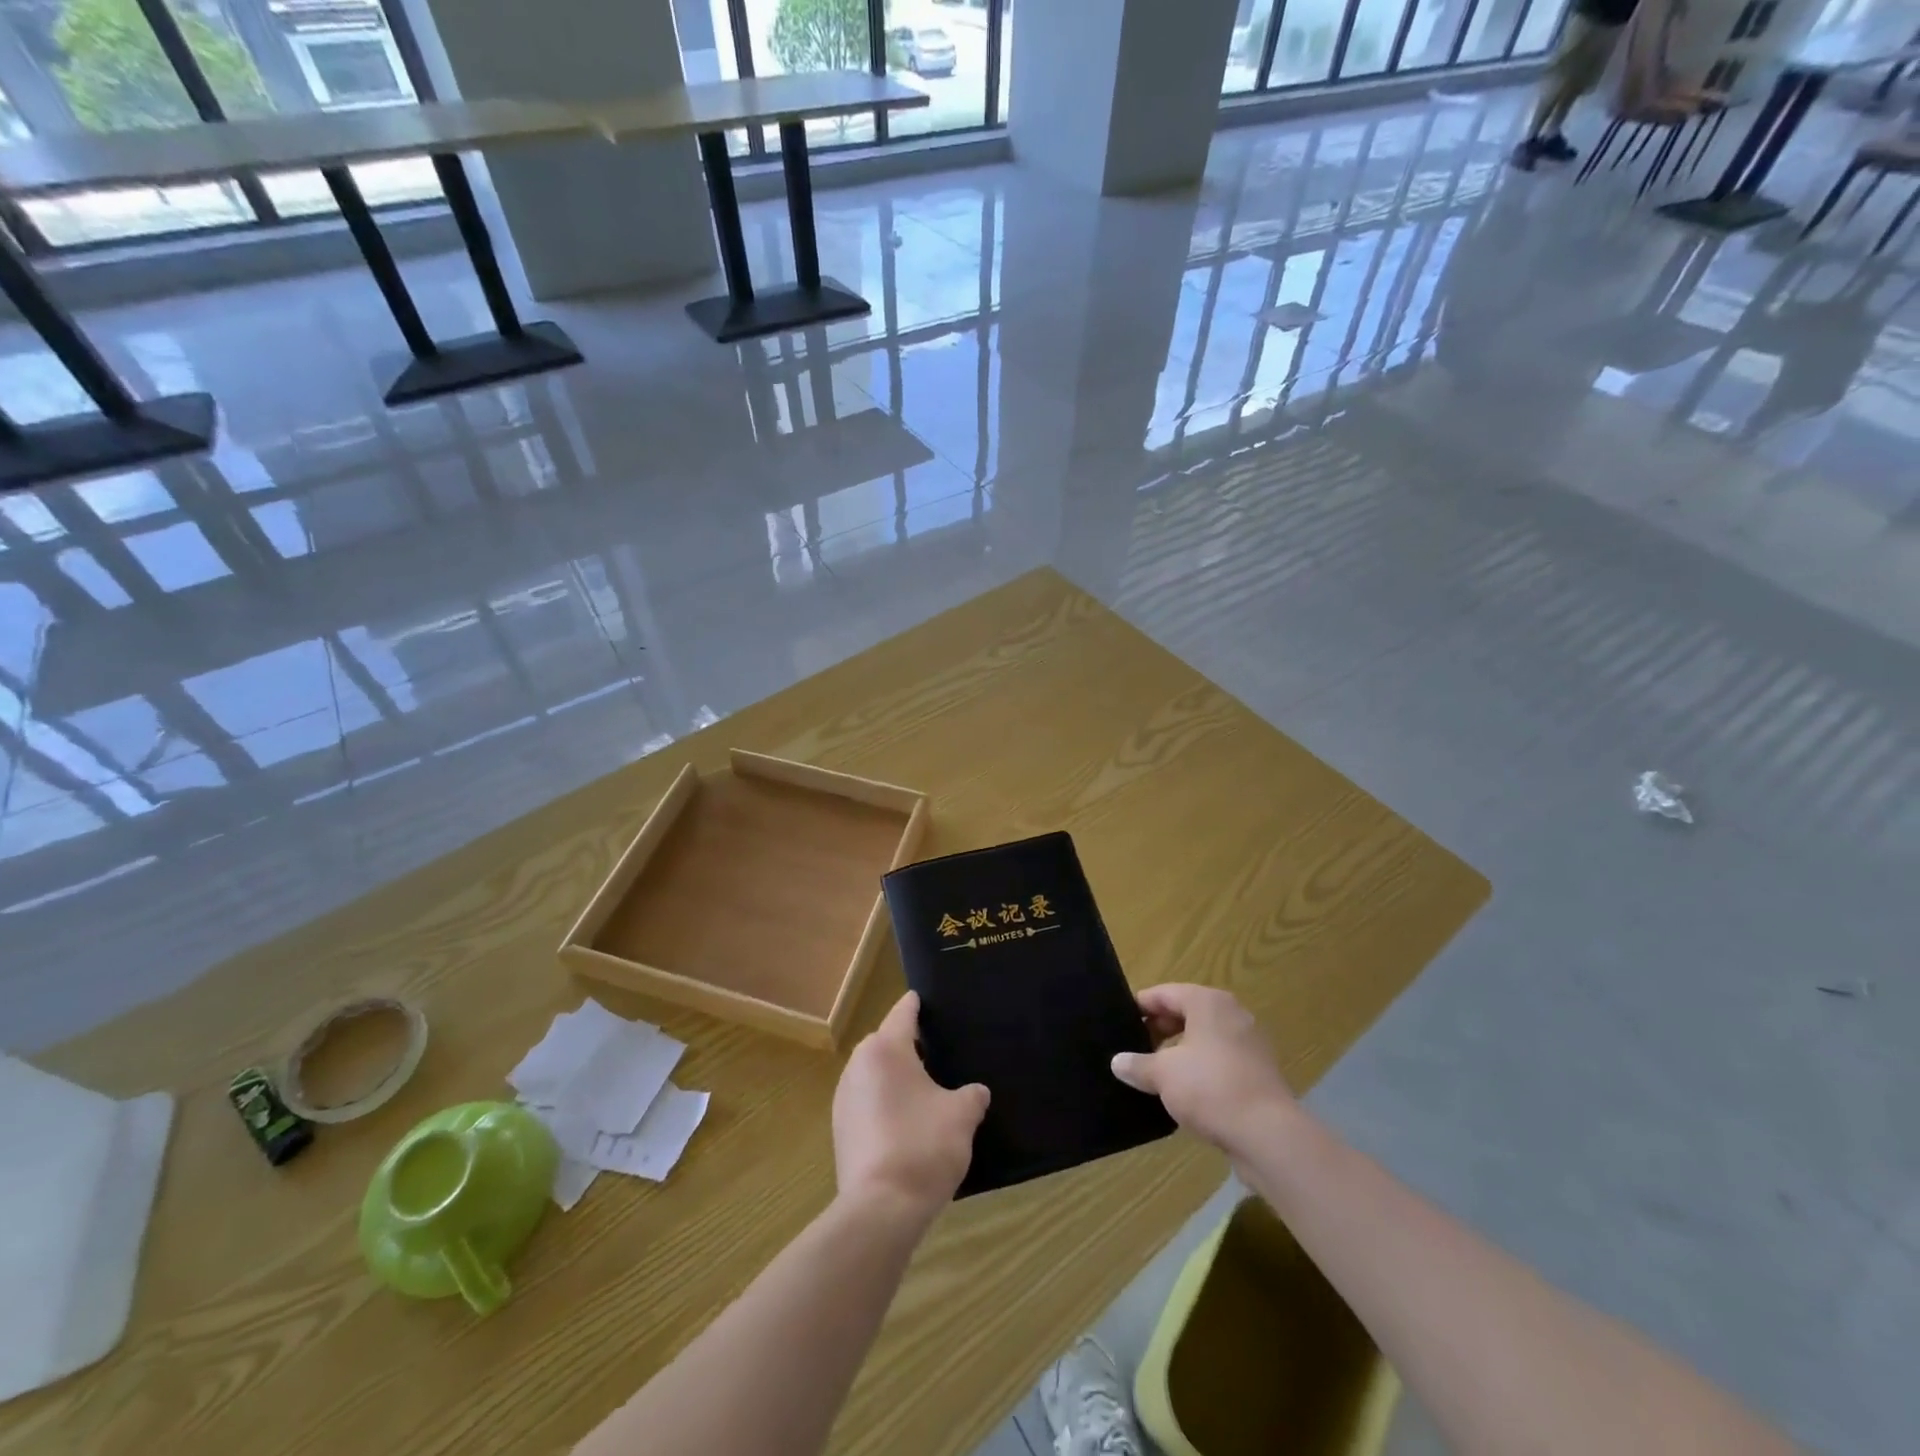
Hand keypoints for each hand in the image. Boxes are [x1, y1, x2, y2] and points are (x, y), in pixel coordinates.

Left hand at [832, 992, 988, 1227]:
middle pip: (885, 1042)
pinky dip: (884, 1102)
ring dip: (895, 1076)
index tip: (927, 999)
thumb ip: (971, 1096)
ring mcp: (844, 1098)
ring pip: (874, 1073)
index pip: (903, 1013)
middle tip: (938, 1051)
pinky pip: (866, 1101)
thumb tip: (976, 1093)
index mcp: (885, 1049)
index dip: (917, 1005)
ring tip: (925, 1089)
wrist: (880, 1209)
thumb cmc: (923, 1146)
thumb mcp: (961, 1116)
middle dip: (909, 1045)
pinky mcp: (840, 1129)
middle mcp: (858, 1065)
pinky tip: (906, 1121)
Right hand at [1110, 984, 1294, 1157]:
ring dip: (1180, 1048)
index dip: (1141, 1005)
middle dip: (1160, 1027)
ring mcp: (1250, 1042)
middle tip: (1134, 1045)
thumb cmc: (1210, 1088)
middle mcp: (1232, 1014)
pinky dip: (1201, 1066)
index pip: (1166, 993)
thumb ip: (1138, 1064)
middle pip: (1187, 1012)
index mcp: (1208, 1002)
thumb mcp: (1163, 1074)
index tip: (1120, 1021)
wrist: (1268, 1134)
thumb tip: (1117, 1062)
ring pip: (1205, 1037)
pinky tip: (1184, 1089)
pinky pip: (1221, 1058)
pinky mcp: (1259, 1071)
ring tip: (1156, 1069)